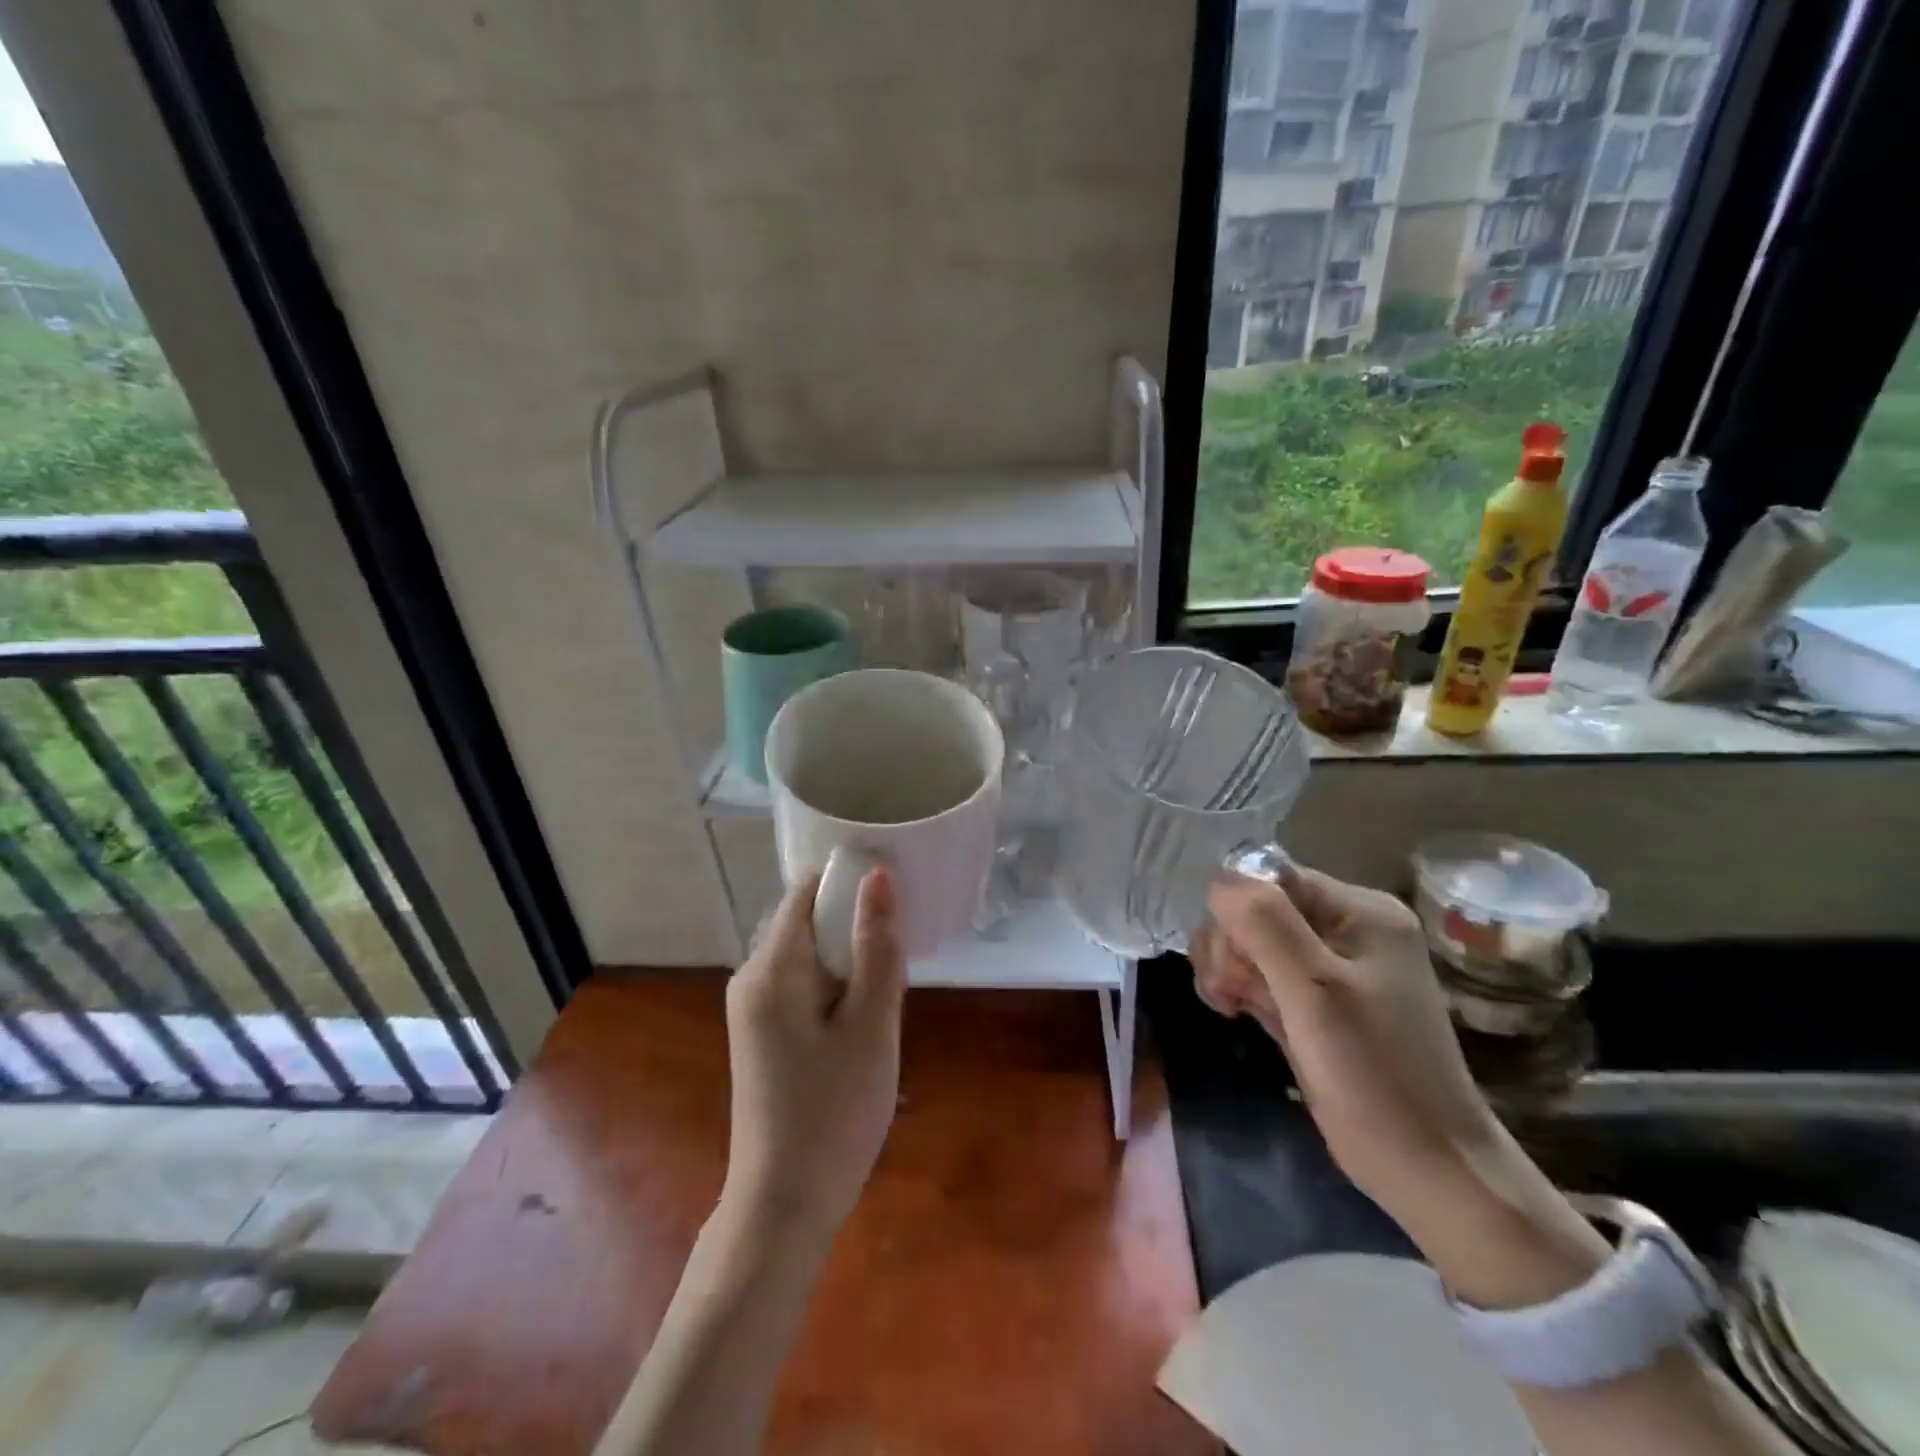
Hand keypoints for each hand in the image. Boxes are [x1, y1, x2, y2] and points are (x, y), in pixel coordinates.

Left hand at [722, 866, 906, 1244]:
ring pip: (809, 954)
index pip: (808, 891)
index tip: (895, 906)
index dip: (851, 885)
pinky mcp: (759, 1031)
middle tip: (894, 975)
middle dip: (855, 932)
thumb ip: (876, 945)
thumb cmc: (834, 1113)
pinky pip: (801, 984)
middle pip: (808, 921)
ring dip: (849, 964)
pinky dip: (834, 990)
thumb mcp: (871, 1026)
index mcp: (772, 967)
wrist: (783, 1206)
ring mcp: (751, 1006)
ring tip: (880, 1008)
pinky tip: (858, 1028)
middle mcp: (751, 976)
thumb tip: (878, 874)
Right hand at [1193, 866, 1607, 1306]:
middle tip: (1230, 994)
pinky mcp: (1317, 1001)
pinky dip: (1243, 988)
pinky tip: (1238, 1012)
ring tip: (1232, 1007)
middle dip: (1230, 946)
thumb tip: (1218, 879)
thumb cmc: (1375, 1074)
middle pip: (1255, 907)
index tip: (1230, 965)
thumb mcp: (1315, 991)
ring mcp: (1332, 966)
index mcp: (1360, 910)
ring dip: (1229, 968)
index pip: (1267, 878)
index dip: (1236, 913)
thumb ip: (1264, 924)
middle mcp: (1347, 927)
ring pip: (1251, 940)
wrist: (1429, 1170)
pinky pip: (1262, 971)